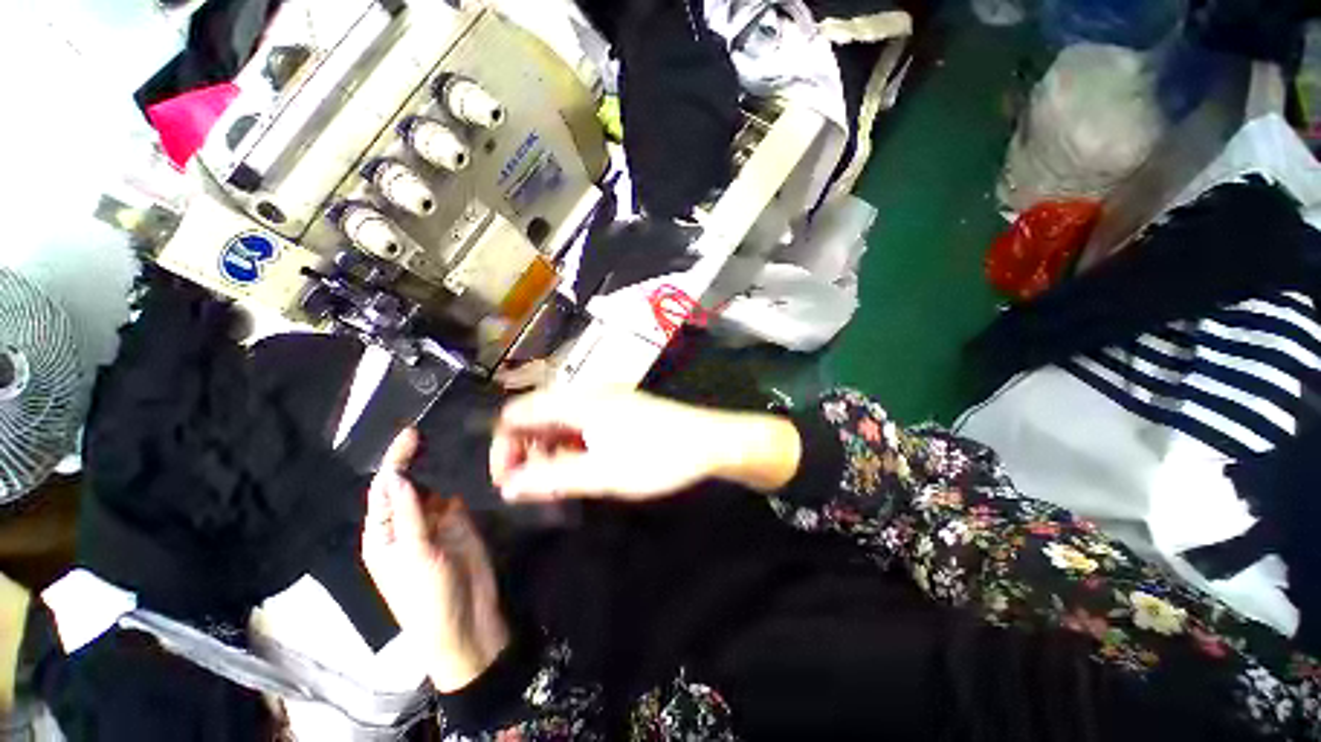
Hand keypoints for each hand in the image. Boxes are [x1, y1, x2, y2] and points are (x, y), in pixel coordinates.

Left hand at [362, 429, 508, 692]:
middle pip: (410, 484)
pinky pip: (457, 494)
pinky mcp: (460, 520)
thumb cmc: (428, 596)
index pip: (384, 490)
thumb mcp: (415, 556)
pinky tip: (467, 460)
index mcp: (383, 534)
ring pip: (436, 486)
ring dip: (441, 466)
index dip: (395, 462)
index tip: (411, 434)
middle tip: (435, 427)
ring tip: (452, 436)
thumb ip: (409, 515)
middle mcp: (406, 523)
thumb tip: (397, 476)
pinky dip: (460, 479)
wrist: (467, 619)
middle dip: (417, 459)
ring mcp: (435, 521)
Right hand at [490, 389, 801, 502]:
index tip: (508, 479)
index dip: (505, 445)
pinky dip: (573, 444)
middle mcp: (588, 394)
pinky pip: (583, 423)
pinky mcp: (620, 409)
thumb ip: (553, 478)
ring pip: (562, 421)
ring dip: (551, 449)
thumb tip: (509, 486)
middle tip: (534, 486)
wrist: (709, 441)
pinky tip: (582, 465)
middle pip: (539, 416)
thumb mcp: (602, 474)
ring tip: (558, 481)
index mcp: (579, 401)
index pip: (519, 413)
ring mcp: (606, 400)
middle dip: (528, 450)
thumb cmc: (656, 457)